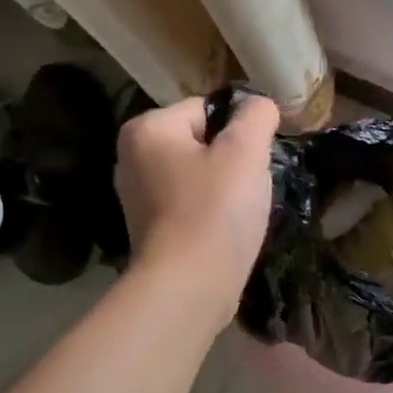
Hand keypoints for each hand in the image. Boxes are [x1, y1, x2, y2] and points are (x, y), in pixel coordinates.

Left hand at [115, 94, 278, 319]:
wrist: (189, 287)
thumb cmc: (216, 212)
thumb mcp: (246, 152)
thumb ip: (256, 116)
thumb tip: (259, 104)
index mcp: (147, 128)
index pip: (207, 108)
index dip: (241, 131)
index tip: (257, 159)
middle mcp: (132, 157)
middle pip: (203, 142)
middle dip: (233, 161)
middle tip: (251, 187)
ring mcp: (138, 196)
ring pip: (200, 176)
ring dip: (227, 189)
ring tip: (241, 212)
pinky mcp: (151, 229)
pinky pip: (192, 205)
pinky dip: (212, 213)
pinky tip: (226, 231)